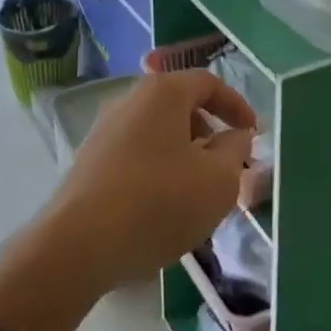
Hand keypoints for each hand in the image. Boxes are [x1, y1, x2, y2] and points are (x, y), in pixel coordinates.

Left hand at [47, 69, 256, 289]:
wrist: (77, 246)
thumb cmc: (158, 203)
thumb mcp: (217, 180)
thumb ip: (234, 151)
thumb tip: (235, 136)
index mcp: (163, 92)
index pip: (209, 83)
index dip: (237, 106)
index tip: (254, 135)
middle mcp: (130, 100)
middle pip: (181, 106)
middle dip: (210, 133)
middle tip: (227, 167)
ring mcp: (104, 130)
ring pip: (158, 133)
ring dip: (184, 155)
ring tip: (197, 193)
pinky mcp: (88, 161)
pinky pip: (136, 154)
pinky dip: (158, 169)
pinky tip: (163, 207)